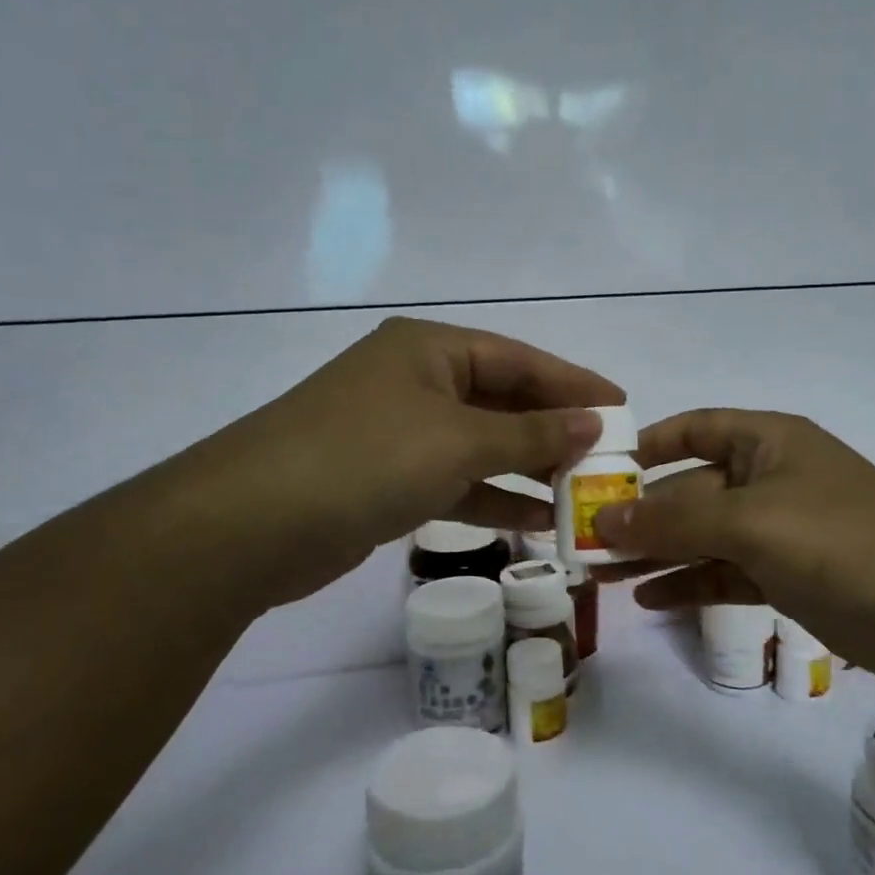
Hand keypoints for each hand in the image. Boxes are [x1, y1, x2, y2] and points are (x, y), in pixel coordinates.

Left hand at [159, 317, 622, 607]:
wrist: (250, 524)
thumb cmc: (366, 459)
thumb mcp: (460, 441)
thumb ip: (531, 434)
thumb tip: (594, 424)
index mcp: (430, 350)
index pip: (520, 360)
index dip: (574, 384)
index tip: (623, 408)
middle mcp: (416, 382)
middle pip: (503, 401)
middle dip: (554, 431)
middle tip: (608, 458)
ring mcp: (399, 432)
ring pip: (482, 446)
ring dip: (528, 470)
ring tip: (580, 494)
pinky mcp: (387, 480)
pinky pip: (456, 481)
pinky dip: (493, 498)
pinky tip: (534, 520)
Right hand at [592, 409, 874, 679]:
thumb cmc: (841, 542)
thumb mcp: (751, 523)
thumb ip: (673, 522)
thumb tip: (601, 519)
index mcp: (767, 442)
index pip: (694, 428)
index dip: (647, 445)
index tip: (599, 472)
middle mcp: (769, 478)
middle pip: (690, 488)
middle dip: (641, 514)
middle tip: (583, 539)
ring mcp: (778, 530)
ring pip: (703, 536)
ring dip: (656, 553)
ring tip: (601, 574)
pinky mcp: (785, 575)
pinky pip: (724, 572)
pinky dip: (689, 583)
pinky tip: (648, 599)